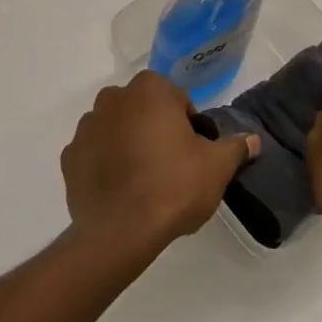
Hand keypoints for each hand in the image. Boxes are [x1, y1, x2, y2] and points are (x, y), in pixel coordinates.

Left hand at [61, 71, 258, 253]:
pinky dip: (105, 165)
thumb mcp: (216, 167)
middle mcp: (112, 98)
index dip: (189, 127)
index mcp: (149, 89)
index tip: (193, 154)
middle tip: (171, 167)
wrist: (120, 231)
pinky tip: (120, 191)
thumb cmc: (173, 186)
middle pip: (144, 111)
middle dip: (156, 131)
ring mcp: (86, 127)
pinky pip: (94, 154)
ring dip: (128, 145)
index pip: (177, 100)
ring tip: (144, 182)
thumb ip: (235, 147)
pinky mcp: (69, 157)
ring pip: (116, 130)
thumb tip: (253, 140)